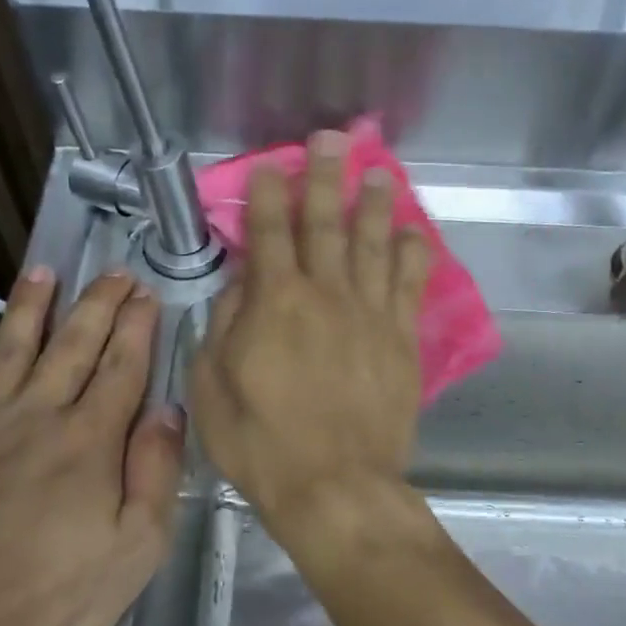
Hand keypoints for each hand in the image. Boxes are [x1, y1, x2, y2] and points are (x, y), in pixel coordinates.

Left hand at [0, 268, 184, 625]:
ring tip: (42, 272)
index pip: (121, 368)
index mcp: (90, 442)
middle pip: (72, 346)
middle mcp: (37, 417)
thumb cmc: (51, 599)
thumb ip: (155, 474)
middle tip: (113, 272)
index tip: (146, 293)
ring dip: (30, 308)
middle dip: (97, 304)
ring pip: (10, 349)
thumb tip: (168, 411)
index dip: (137, 327)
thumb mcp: (134, 551)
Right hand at [192, 129, 433, 541]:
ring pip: (374, 245)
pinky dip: (412, 256)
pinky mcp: (402, 341)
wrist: (334, 485)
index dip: (267, 196)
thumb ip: (224, 327)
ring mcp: (370, 315)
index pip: (269, 233)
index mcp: (275, 302)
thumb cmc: (262, 443)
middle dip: (325, 179)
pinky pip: (410, 287)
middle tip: (330, 140)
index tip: (270, 166)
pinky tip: (412, 235)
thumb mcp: (213, 388)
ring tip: (378, 173)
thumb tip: (240, 286)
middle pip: (326, 224)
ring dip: (374, 205)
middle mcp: (327, 295)